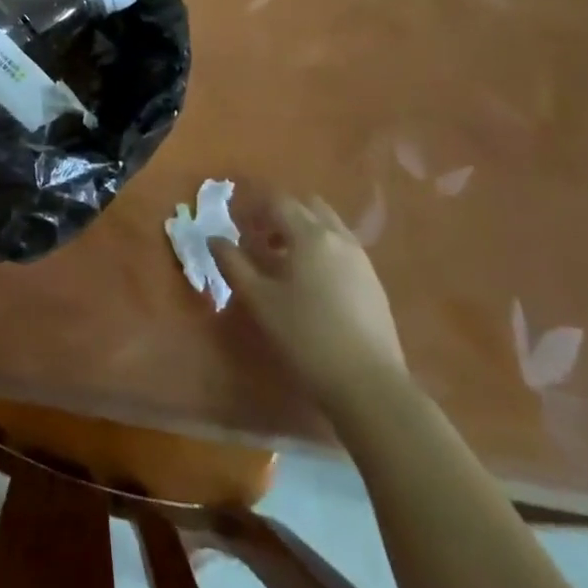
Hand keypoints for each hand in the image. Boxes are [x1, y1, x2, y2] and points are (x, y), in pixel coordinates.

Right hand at [212, 195, 407, 414]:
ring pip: (328, 227)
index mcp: (310, 235)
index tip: (235, 224)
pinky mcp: (373, 283)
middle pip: (307, 207)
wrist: (370, 386)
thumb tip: (214, 239)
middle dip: (279, 215)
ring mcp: (361, 260)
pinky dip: (321, 250)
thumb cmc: (306, 336)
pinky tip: (309, 284)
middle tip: (258, 239)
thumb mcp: (259, 300)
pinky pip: (341, 249)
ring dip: (302, 232)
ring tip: (282, 262)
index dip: (253, 207)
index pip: (278, 202)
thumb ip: (233, 264)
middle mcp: (338, 238)